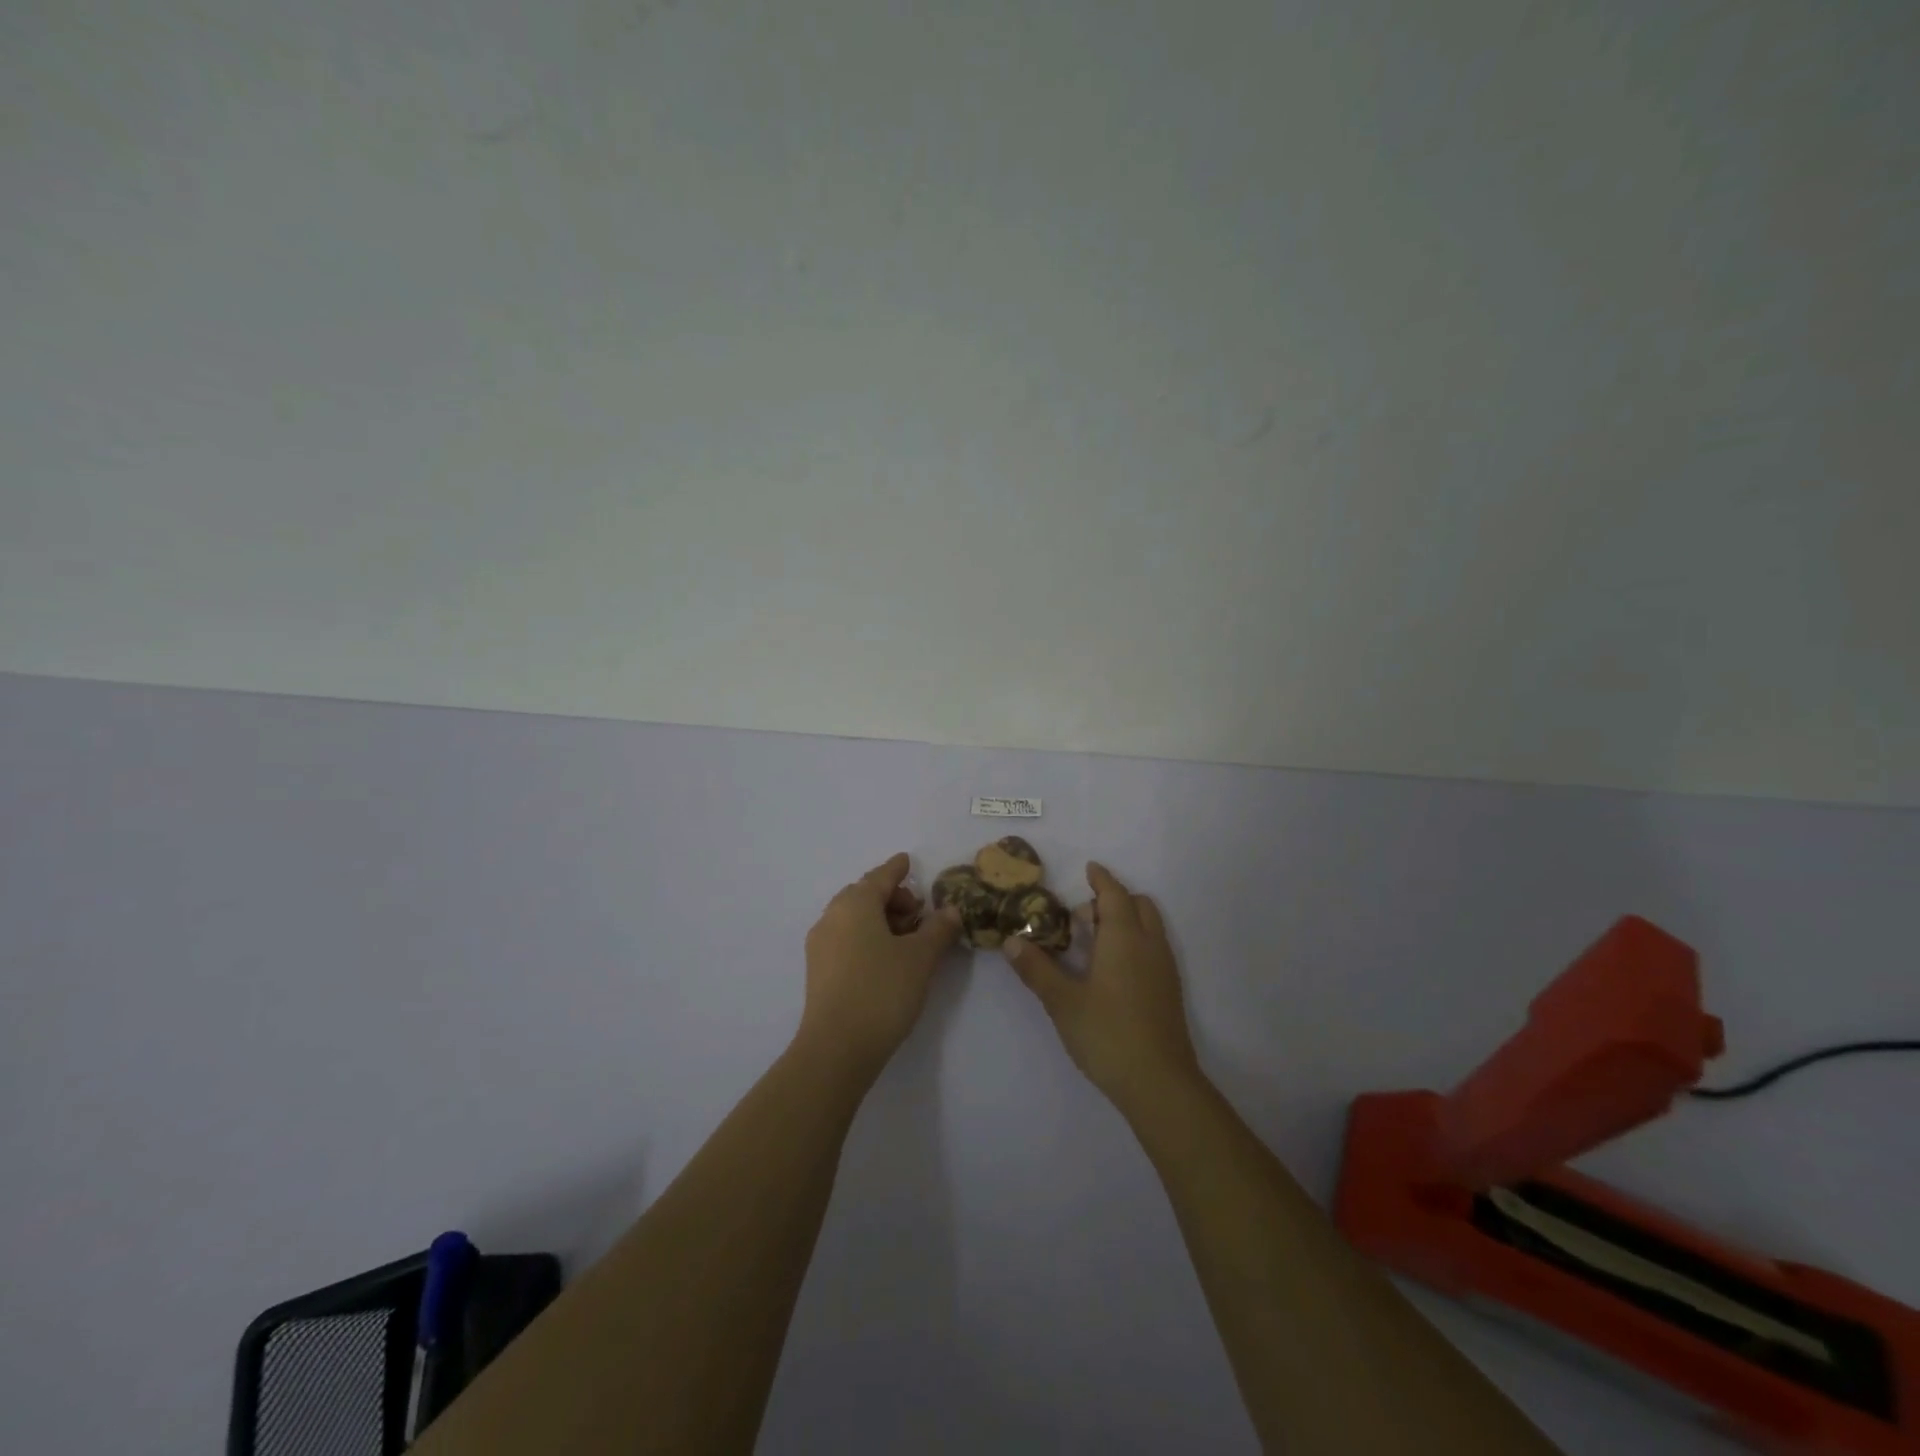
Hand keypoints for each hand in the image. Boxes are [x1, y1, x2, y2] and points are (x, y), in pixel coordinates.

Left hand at [799, 853, 962, 1078]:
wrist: (837, 1048)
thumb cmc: (882, 991)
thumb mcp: (920, 957)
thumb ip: (938, 929)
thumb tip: (951, 910)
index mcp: (855, 903)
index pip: (881, 876)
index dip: (898, 869)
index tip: (908, 861)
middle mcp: (832, 916)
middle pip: (865, 895)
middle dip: (892, 898)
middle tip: (919, 914)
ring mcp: (820, 944)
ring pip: (854, 918)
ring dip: (880, 920)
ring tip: (908, 940)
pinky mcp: (818, 970)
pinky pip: (846, 938)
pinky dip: (867, 937)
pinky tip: (886, 959)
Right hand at [1002, 862, 1201, 1116]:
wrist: (1160, 1083)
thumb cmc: (1108, 1033)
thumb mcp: (1062, 1001)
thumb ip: (1036, 969)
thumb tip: (1011, 941)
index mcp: (1124, 938)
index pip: (1114, 894)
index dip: (1101, 879)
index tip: (1089, 869)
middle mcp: (1149, 944)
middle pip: (1138, 904)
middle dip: (1114, 899)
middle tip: (1083, 917)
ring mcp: (1164, 968)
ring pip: (1149, 926)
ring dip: (1126, 920)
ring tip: (1094, 943)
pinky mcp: (1170, 990)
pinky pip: (1153, 947)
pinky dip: (1135, 941)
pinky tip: (1113, 970)